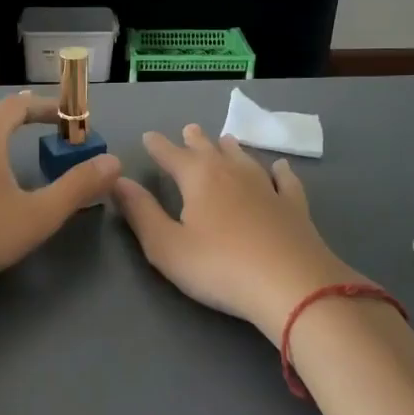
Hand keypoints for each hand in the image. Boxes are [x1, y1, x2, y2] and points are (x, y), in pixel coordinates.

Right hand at [114, 126, 361, 342]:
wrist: (293, 286)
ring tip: (225, 138)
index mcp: (198, 178)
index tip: (148, 136)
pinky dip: (280, 171)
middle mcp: (232, 173)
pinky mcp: (294, 207)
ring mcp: (267, 187)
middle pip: (210, 149)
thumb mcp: (166, 246)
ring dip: (231, 148)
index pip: (172, 155)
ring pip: (245, 158)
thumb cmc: (220, 267)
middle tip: (189, 129)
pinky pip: (285, 180)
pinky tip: (281, 167)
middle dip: (195, 140)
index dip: (158, 146)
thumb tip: (118, 180)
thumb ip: (141, 212)